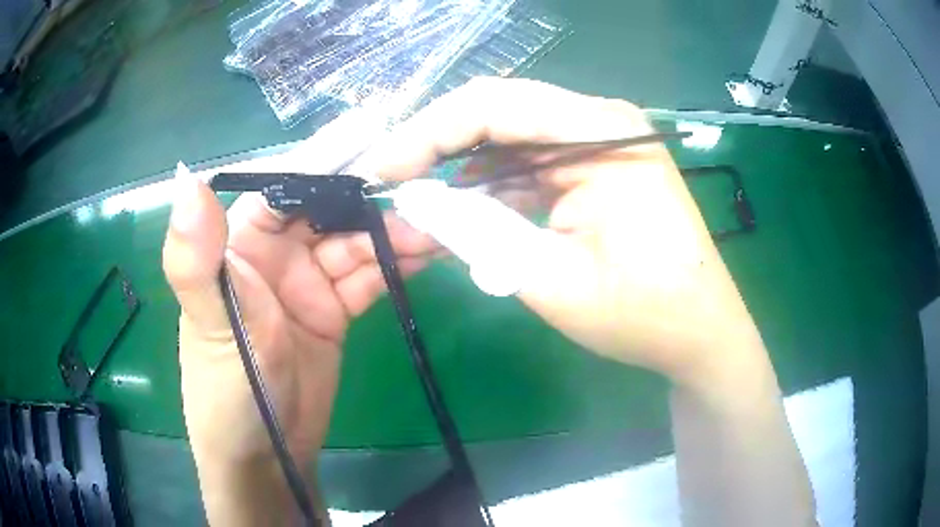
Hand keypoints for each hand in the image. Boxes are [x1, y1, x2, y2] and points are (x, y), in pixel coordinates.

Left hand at [161, 165, 432, 502]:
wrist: (267, 455)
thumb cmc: (227, 389)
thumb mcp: (211, 325)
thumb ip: (195, 258)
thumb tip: (188, 180)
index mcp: (240, 241)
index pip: (286, 187)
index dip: (330, 167)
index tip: (381, 153)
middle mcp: (275, 251)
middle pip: (330, 210)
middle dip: (374, 203)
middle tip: (427, 201)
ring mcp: (307, 281)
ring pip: (356, 242)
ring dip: (395, 235)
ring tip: (440, 231)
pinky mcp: (334, 310)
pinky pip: (368, 276)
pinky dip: (397, 265)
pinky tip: (428, 257)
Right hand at [369, 78, 763, 385]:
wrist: (700, 333)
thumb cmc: (643, 314)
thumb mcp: (550, 278)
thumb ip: (476, 231)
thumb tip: (412, 201)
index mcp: (601, 134)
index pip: (493, 107)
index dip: (427, 134)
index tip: (383, 170)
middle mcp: (601, 121)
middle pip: (499, 113)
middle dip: (438, 146)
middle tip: (392, 181)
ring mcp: (603, 140)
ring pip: (511, 137)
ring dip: (465, 168)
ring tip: (424, 203)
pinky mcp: (599, 165)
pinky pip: (533, 161)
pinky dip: (496, 185)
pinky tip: (471, 211)